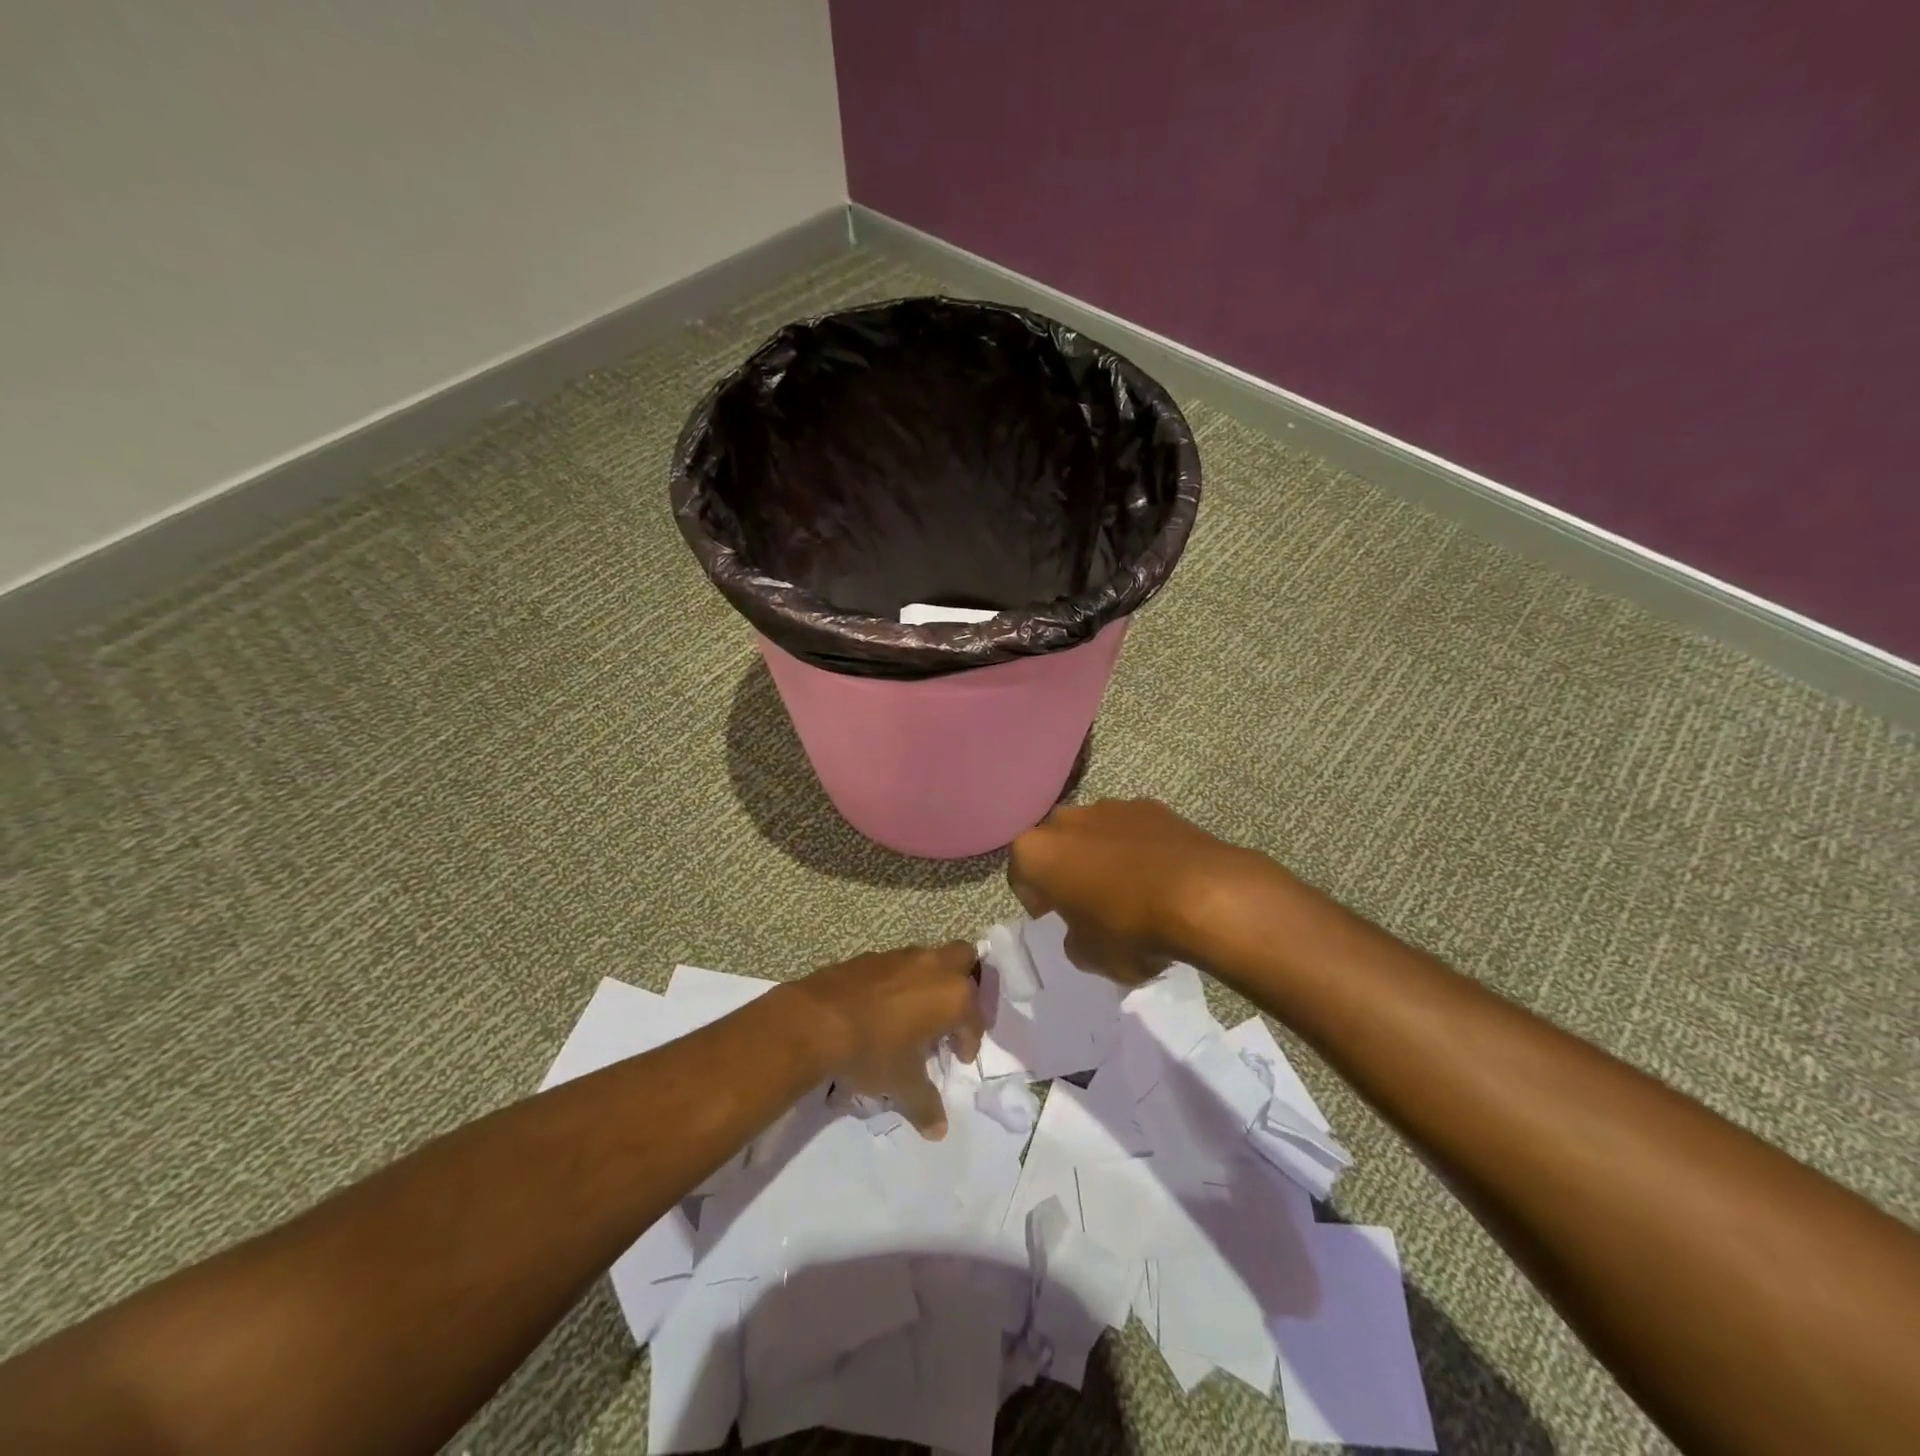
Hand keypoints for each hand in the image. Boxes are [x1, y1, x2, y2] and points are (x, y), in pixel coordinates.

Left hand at [790, 942, 984, 1139]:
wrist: (817, 1020)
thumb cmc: (873, 1050)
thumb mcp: (902, 1085)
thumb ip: (925, 1105)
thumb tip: (939, 1130)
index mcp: (953, 996)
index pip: (974, 1018)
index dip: (969, 1041)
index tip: (957, 1058)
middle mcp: (933, 967)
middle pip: (964, 958)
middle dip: (963, 983)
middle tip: (950, 1016)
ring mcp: (901, 956)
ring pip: (929, 959)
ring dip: (930, 981)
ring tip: (915, 1015)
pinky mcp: (872, 955)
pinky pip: (898, 965)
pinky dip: (900, 982)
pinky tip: (884, 1008)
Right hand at [1008, 798, 1272, 984]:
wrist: (1201, 895)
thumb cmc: (1128, 928)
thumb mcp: (1088, 955)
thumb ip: (1074, 939)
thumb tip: (1083, 930)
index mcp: (1036, 851)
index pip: (1020, 874)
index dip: (1034, 900)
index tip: (1053, 918)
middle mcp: (1066, 819)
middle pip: (1055, 844)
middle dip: (1065, 869)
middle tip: (1086, 902)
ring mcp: (1110, 806)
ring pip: (1093, 833)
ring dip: (1101, 855)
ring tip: (1129, 889)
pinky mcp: (1151, 806)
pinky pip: (1132, 830)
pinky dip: (1137, 848)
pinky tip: (1159, 877)